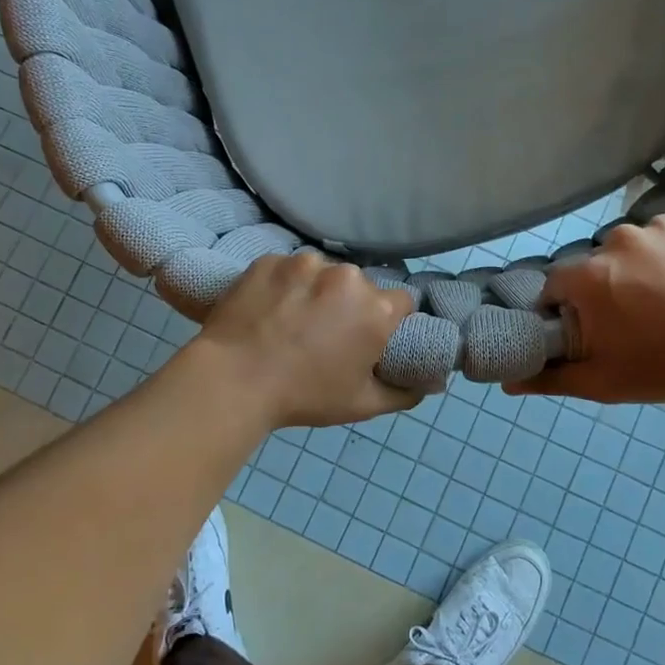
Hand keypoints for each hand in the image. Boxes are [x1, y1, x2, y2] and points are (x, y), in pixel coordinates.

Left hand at [188, 253, 419, 428]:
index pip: (402, 303)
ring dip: (316, 291)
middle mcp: (346, 276)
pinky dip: (283, 285)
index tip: (370, 338)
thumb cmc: (303, 396)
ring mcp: (304, 263)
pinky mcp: (269, 260)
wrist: (233, 380)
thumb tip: (432, 383)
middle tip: (326, 334)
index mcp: (376, 308)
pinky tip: (268, 310)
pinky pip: (286, 269)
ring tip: (292, 320)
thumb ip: (404, 393)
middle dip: (350, 305)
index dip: (390, 321)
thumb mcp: (361, 405)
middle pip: (360, 286)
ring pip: (322, 274)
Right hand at [507, 211, 664, 404]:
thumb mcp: (605, 382)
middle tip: (640, 317)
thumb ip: (552, 378)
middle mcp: (619, 239)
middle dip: (611, 286)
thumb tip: (507, 382)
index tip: (593, 327)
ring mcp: (664, 224)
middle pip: (600, 263)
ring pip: (640, 244)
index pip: (559, 284)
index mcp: (590, 275)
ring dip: (648, 265)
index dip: (570, 307)